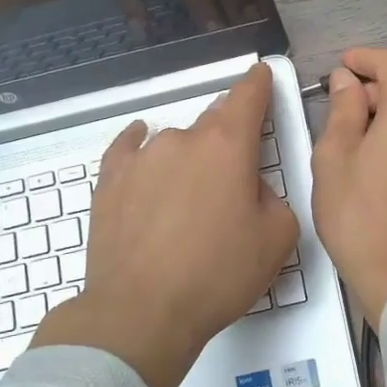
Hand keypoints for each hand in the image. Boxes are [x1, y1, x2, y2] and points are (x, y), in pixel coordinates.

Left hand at [32, 64, 296, 386]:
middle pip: (212, 121)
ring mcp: (140, 158)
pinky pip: (128, 149)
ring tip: (193, 196)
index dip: (258, 84)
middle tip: (236, 168)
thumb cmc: (217, 275)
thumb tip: (250, 189)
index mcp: (228, 147)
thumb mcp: (276, 239)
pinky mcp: (109, 181)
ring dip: (190, 156)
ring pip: (175, 142)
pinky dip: (140, 145)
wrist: (140, 312)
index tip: (260, 74)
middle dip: (228, 134)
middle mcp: (182, 141)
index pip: (248, 98)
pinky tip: (141, 142)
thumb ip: (274, 198)